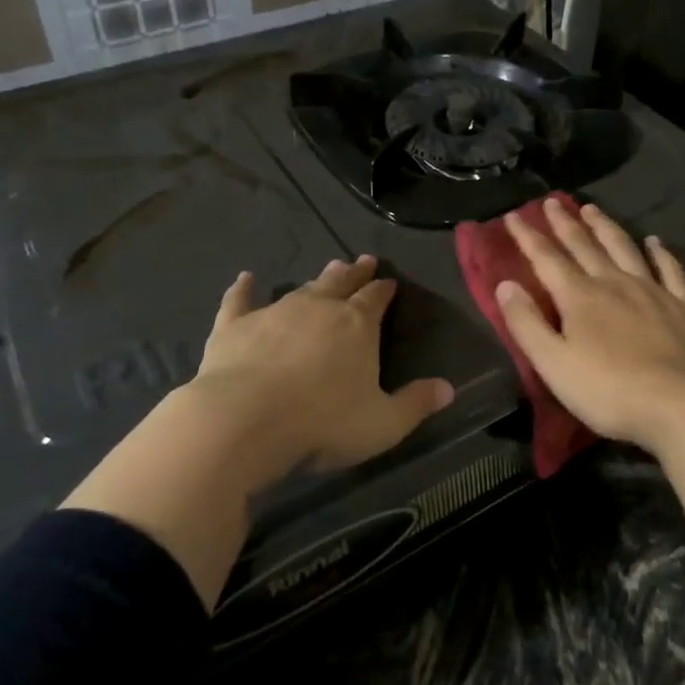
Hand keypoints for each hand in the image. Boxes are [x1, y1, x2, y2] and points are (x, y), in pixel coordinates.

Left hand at [63, 255, 452, 609]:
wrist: (245, 420)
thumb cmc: (322, 423)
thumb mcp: (382, 424)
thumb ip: (415, 404)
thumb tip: (448, 389)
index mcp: (357, 325)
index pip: (376, 299)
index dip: (384, 289)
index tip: (389, 281)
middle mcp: (319, 308)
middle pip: (341, 283)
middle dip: (354, 273)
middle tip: (361, 261)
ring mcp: (275, 312)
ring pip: (301, 288)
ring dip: (316, 279)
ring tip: (326, 269)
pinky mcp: (235, 326)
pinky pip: (240, 301)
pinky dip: (243, 289)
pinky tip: (245, 278)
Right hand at [495, 200, 684, 453]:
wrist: (680, 405)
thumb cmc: (608, 390)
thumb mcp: (553, 363)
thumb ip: (526, 323)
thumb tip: (505, 285)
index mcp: (579, 297)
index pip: (546, 258)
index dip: (527, 236)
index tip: (513, 215)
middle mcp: (613, 282)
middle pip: (584, 245)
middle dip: (564, 222)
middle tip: (552, 201)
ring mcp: (651, 291)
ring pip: (623, 247)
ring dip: (605, 226)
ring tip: (592, 209)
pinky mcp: (681, 306)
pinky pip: (669, 269)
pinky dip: (660, 252)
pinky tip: (654, 241)